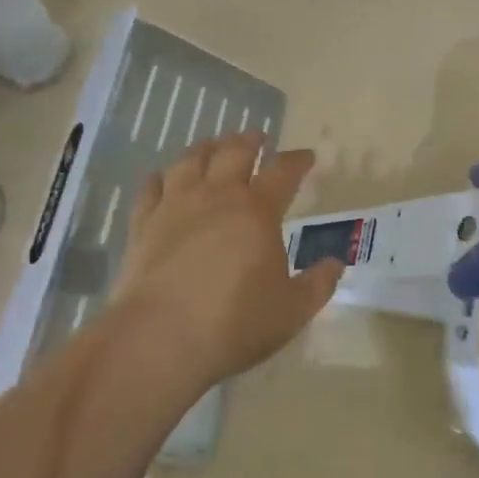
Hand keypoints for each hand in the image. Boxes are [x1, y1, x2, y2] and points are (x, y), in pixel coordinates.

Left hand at [106, 133, 343, 393]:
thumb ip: (318, 284)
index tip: (306, 156)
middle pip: (234, 152)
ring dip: (207, 148)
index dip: (298, 160)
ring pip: (190, 160)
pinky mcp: (143, 225)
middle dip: (250, 141)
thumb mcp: (293, 311)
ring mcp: (175, 206)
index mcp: (258, 211)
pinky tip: (163, 178)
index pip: (284, 171)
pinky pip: (151, 188)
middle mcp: (217, 197)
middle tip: (257, 137)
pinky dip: (160, 178)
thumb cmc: (235, 323)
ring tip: (213, 145)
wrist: (160, 340)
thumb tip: (336, 263)